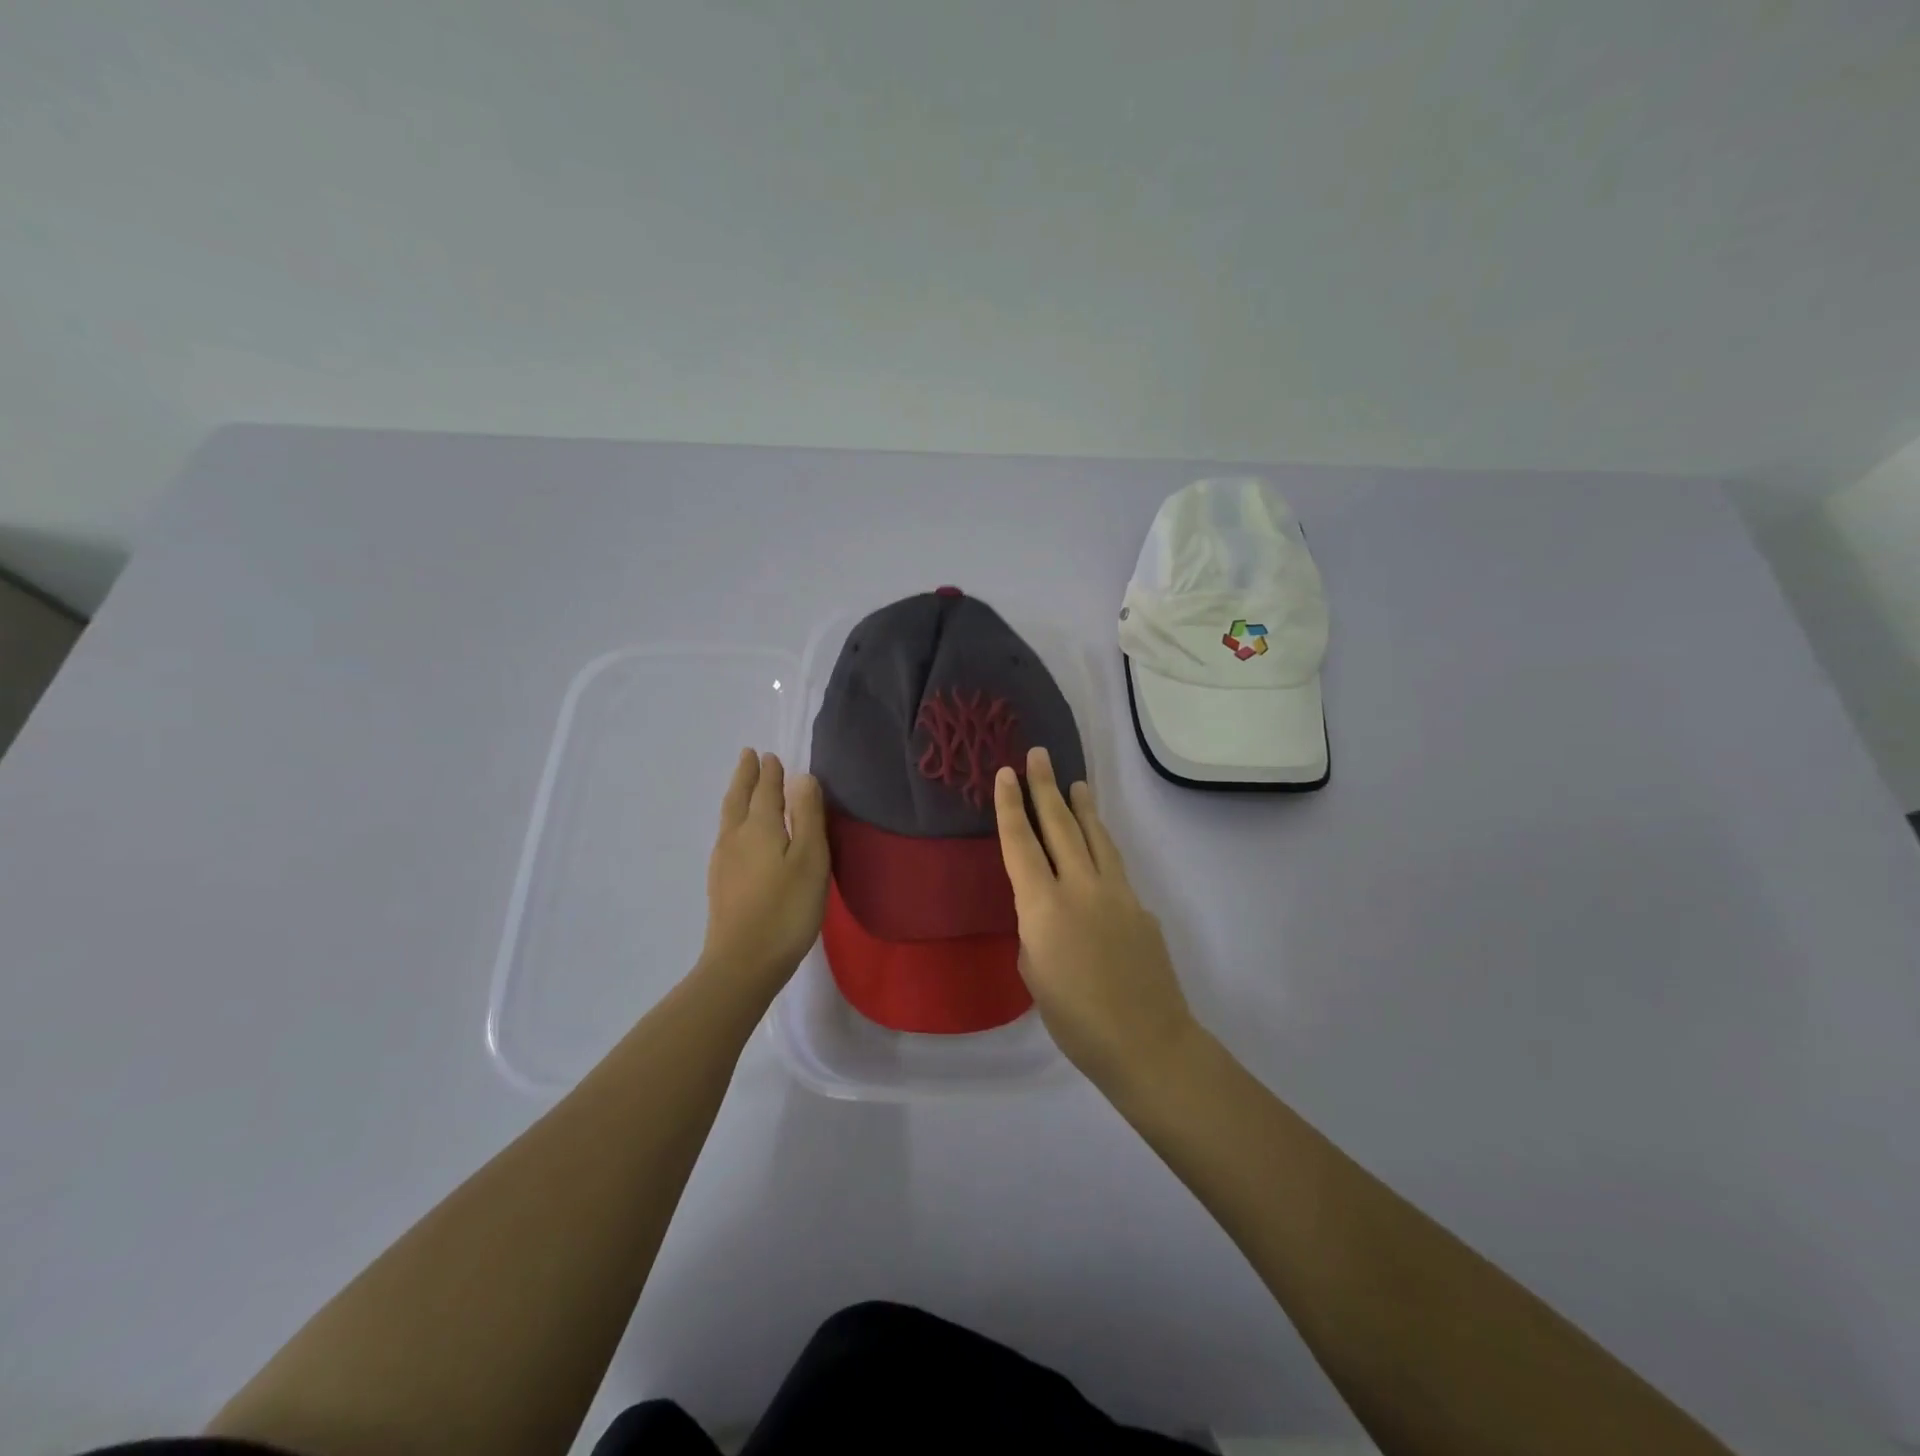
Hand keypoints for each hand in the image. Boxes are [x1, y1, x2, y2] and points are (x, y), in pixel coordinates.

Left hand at [701, 750, 829, 991]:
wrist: (743, 963)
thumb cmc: (786, 909)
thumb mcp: (810, 859)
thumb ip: (807, 816)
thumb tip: (801, 777)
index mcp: (758, 827)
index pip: (765, 790)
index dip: (769, 773)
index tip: (769, 755)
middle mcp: (735, 837)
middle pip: (738, 798)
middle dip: (745, 776)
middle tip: (748, 756)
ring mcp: (723, 862)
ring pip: (729, 817)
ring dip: (737, 796)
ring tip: (743, 787)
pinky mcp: (721, 884)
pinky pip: (727, 836)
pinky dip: (734, 820)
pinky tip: (738, 834)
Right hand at [993, 746, 1195, 1089]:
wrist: (1146, 1040)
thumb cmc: (1074, 1019)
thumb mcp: (1034, 974)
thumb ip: (1035, 931)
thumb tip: (1046, 913)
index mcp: (1043, 906)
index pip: (1020, 843)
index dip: (1011, 805)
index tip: (1006, 772)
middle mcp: (1079, 887)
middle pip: (1060, 825)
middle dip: (1046, 787)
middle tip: (1039, 755)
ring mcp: (1116, 892)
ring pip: (1095, 837)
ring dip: (1083, 807)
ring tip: (1076, 783)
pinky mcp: (1140, 906)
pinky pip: (1114, 865)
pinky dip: (1101, 846)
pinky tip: (1097, 847)